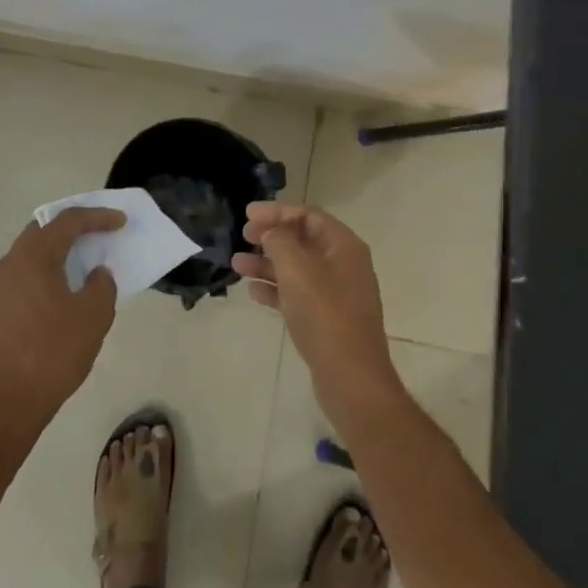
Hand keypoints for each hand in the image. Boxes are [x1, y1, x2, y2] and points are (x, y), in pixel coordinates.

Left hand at [0, 207, 125, 429]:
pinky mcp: (1, 307)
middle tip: (102, 229)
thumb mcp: (93, 315)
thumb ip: (102, 285)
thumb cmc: (54, 352)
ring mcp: (2, 286)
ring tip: (89, 254)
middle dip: (75, 225)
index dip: (98, 217)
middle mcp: (13, 262)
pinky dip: (51, 267)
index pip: (68, 221)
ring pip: (35, 250)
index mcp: (34, 256)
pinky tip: (69, 284)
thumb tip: (96, 274)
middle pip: (45, 229)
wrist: (8, 402)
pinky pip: (29, 271)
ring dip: (62, 247)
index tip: (122, 220)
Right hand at [233, 203, 404, 430]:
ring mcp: (336, 292)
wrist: (351, 377)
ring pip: (297, 268)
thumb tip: (271, 232)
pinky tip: (253, 292)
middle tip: (243, 236)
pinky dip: (276, 289)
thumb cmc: (324, 314)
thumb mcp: (297, 269)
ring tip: (236, 265)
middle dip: (271, 236)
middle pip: (303, 239)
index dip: (277, 211)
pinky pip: (298, 293)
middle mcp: (343, 264)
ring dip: (267, 263)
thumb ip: (279, 242)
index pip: (308, 215)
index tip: (247, 214)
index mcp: (344, 245)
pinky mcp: (327, 318)